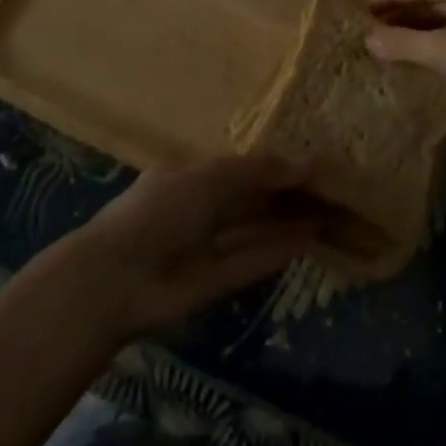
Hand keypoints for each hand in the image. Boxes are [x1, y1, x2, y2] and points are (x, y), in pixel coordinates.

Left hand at [69, 155, 316, 341]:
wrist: (116, 280)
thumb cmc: (161, 209)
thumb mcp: (212, 177)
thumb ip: (260, 170)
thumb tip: (308, 162)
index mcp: (191, 175)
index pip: (240, 166)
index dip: (274, 165)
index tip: (310, 164)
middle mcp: (200, 208)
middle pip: (250, 198)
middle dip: (284, 194)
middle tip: (328, 189)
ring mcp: (206, 247)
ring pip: (253, 230)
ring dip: (286, 222)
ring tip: (327, 213)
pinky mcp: (213, 283)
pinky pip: (250, 261)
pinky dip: (276, 251)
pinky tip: (307, 239)